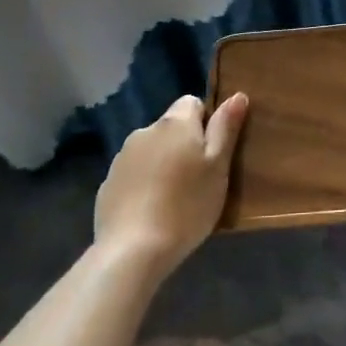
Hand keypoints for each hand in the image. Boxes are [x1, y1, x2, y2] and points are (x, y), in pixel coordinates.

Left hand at [94, 93, 248, 279]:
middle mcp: (145, 131)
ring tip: (175, 198)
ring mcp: (122, 158)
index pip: (192, 102)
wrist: (133, 250)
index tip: (214, 151)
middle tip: (200, 178)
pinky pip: (134, 174)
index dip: (206, 122)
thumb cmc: (187, 205)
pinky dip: (145, 184)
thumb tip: (237, 95)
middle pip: (171, 127)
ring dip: (164, 163)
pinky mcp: (108, 184)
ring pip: (151, 150)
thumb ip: (226, 128)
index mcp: (175, 123)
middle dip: (184, 144)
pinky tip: (152, 211)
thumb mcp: (218, 167)